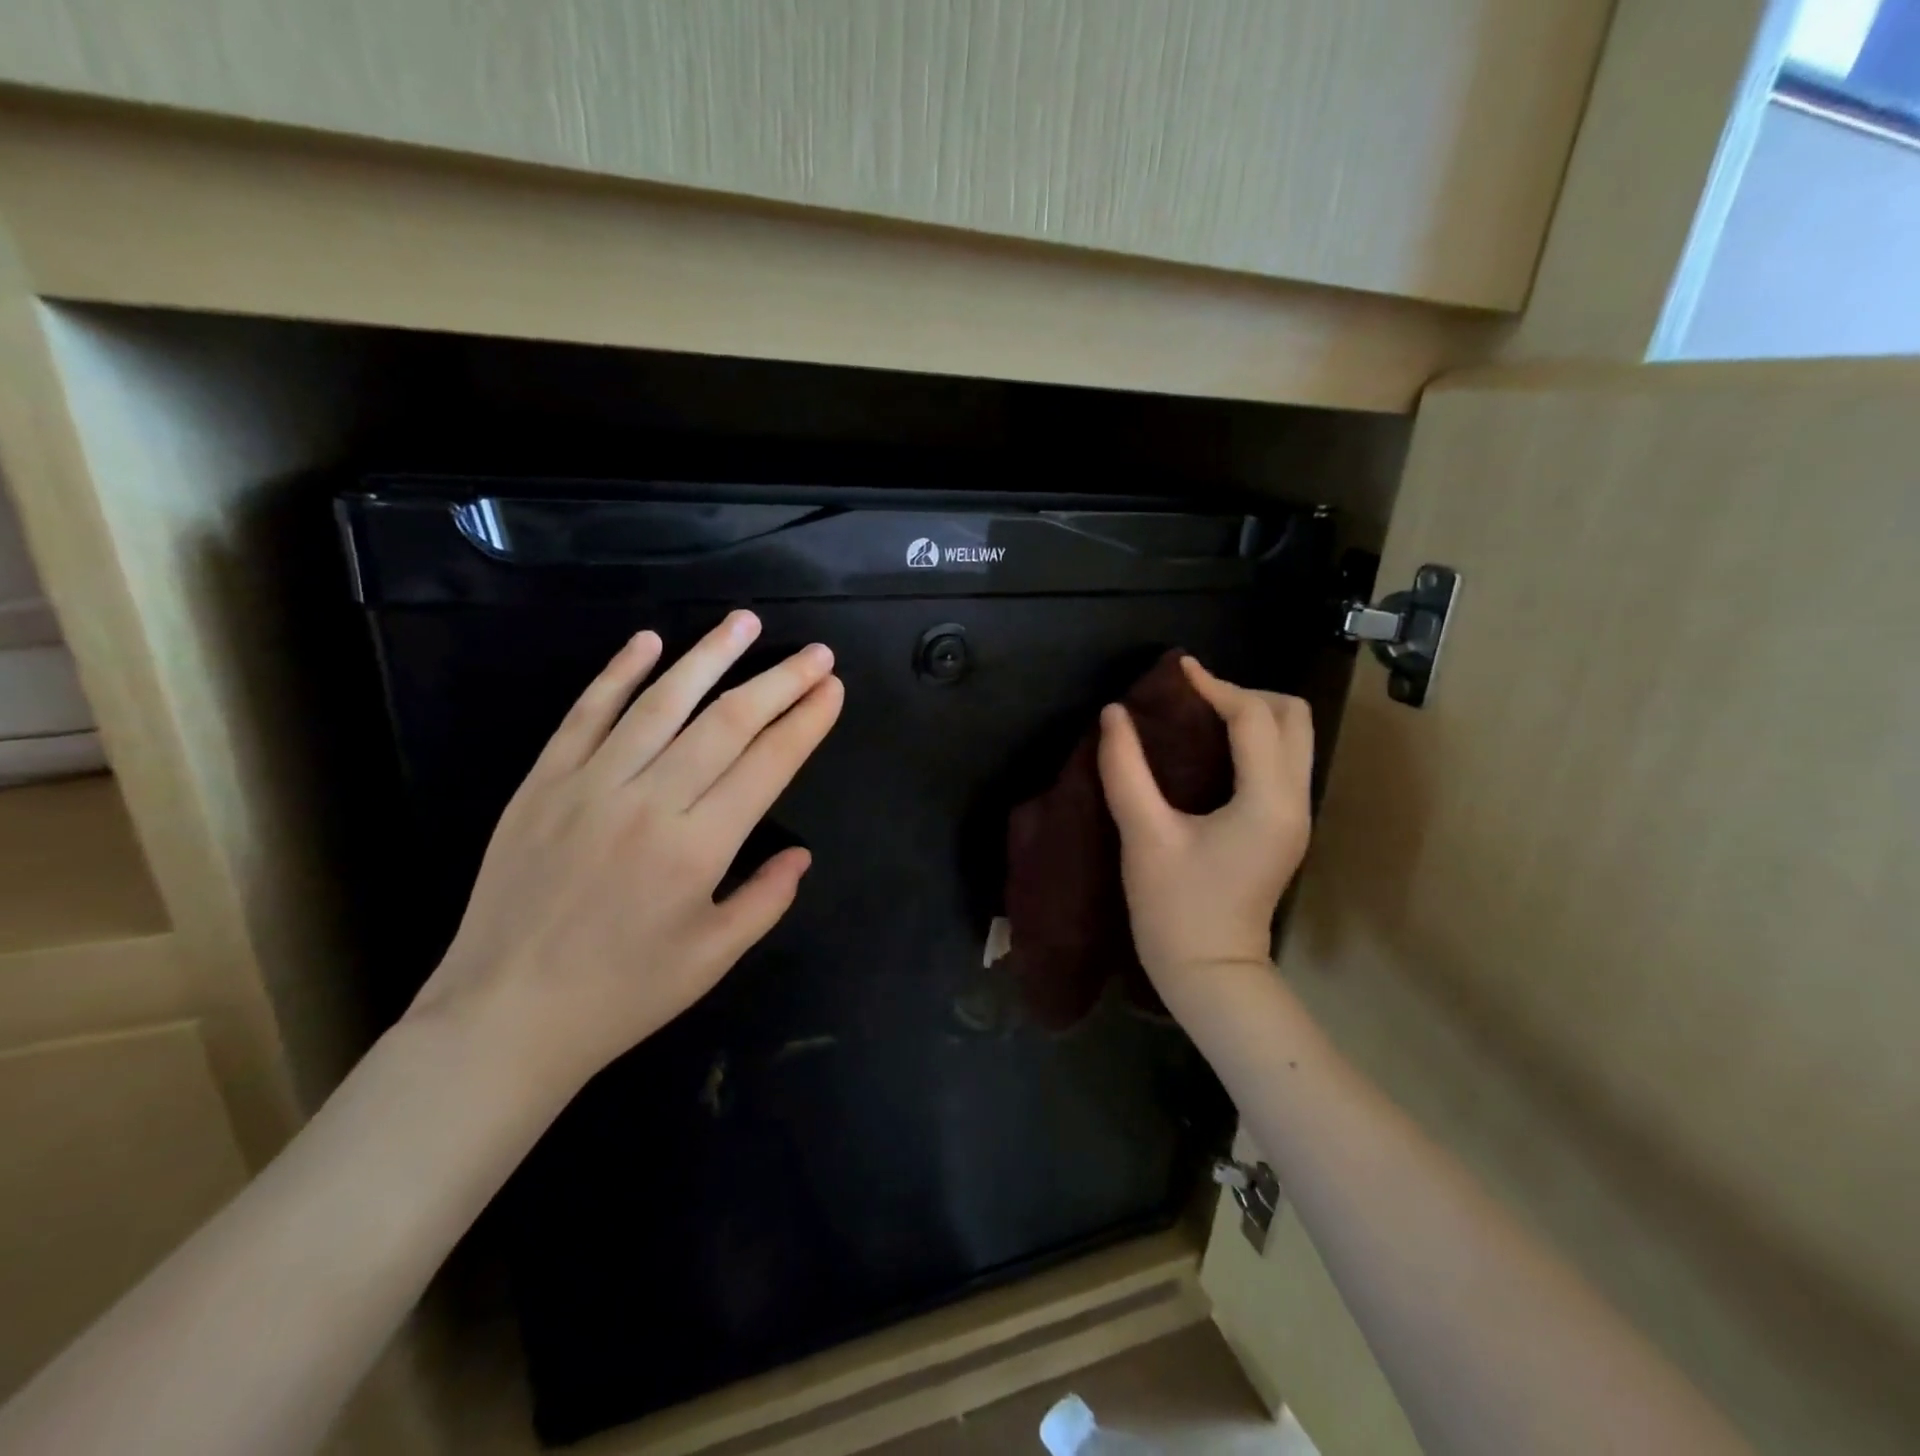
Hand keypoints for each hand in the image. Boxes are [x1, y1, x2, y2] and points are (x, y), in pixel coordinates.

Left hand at [407, 611, 843, 1097]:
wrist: (504, 1016)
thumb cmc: (622, 994)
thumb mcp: (713, 958)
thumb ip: (766, 899)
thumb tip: (800, 854)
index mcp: (698, 847)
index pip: (767, 763)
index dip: (806, 720)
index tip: (832, 688)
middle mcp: (649, 802)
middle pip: (727, 722)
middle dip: (779, 681)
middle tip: (815, 653)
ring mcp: (589, 785)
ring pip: (661, 702)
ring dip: (709, 657)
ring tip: (746, 622)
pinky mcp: (542, 783)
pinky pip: (586, 715)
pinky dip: (618, 674)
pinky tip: (648, 641)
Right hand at [1097, 657, 1312, 1009]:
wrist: (1209, 973)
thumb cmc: (1175, 908)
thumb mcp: (1144, 835)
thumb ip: (1126, 769)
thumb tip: (1113, 715)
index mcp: (1267, 800)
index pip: (1253, 718)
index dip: (1214, 686)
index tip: (1175, 671)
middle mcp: (1294, 801)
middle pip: (1293, 717)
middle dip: (1245, 694)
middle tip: (1193, 698)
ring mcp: (1295, 816)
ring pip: (1293, 739)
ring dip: (1252, 715)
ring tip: (1198, 716)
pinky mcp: (1283, 828)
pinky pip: (1280, 762)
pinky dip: (1252, 741)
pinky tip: (1208, 750)